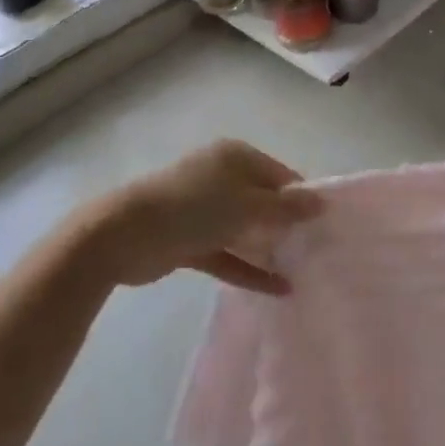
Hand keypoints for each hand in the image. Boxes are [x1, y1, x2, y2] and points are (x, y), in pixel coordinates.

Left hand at [62, 140, 321, 293]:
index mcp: (235, 157)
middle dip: (287, 225)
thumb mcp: (247, 206)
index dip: (301, 199)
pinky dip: (249, 269)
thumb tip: (321, 203)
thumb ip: (286, 208)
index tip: (323, 225)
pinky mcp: (189, 240)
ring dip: (269, 249)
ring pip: (245, 229)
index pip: (280, 175)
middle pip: (263, 202)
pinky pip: (228, 253)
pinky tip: (278, 288)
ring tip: (302, 269)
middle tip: (316, 249)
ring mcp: (203, 210)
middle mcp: (220, 178)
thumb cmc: (193, 208)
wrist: (122, 236)